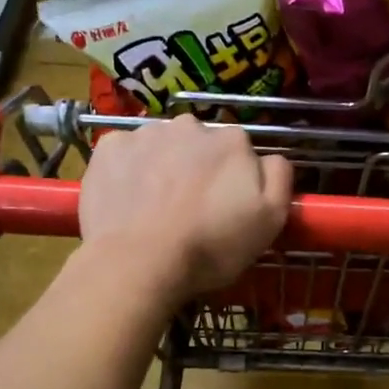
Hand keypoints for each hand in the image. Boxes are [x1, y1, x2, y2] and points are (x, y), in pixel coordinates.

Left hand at [79, 114, 291, 302]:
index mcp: (232, 141)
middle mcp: (190, 125)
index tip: (225, 208)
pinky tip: (128, 199)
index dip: (234, 181)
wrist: (138, 263)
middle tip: (190, 209)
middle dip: (198, 168)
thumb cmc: (210, 247)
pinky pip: (126, 152)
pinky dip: (128, 169)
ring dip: (163, 166)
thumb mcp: (270, 220)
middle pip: (200, 144)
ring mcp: (146, 133)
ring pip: (162, 146)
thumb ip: (278, 178)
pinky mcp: (109, 147)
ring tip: (156, 208)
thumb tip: (270, 158)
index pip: (240, 152)